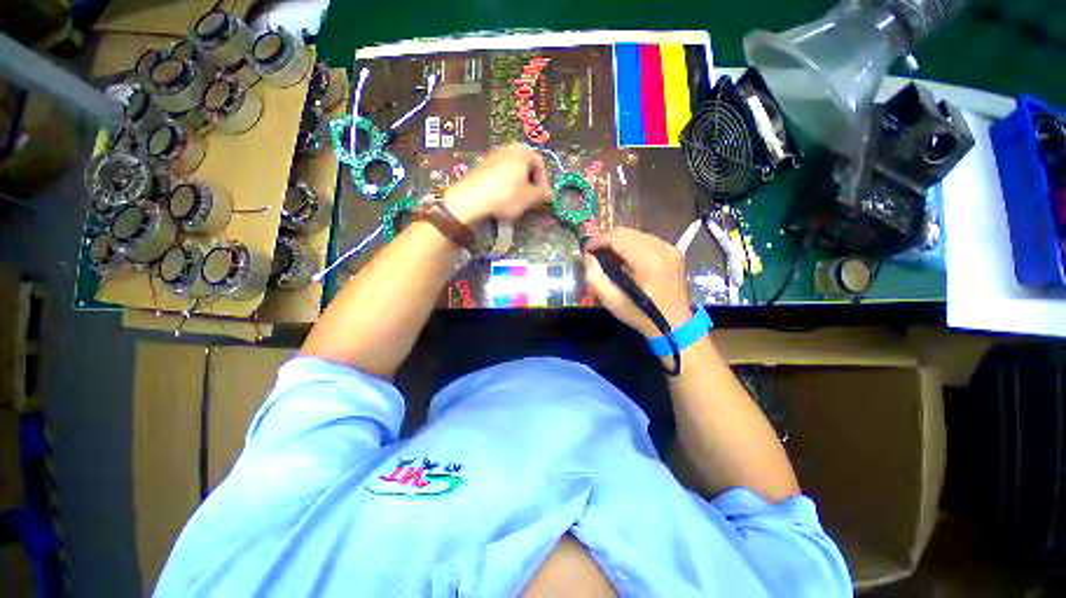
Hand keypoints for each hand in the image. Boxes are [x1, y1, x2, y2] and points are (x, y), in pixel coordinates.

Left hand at [443, 144, 550, 225]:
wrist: (471, 199)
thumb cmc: (506, 195)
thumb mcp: (529, 198)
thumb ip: (542, 195)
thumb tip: (550, 195)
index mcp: (523, 152)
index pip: (540, 163)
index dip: (544, 181)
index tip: (543, 195)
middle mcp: (508, 148)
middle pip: (526, 165)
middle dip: (531, 182)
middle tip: (531, 197)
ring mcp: (493, 155)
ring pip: (512, 169)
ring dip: (518, 183)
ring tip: (517, 200)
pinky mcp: (481, 166)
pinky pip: (500, 173)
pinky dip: (505, 184)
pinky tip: (502, 198)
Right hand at [584, 227, 692, 337]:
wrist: (674, 324)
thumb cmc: (640, 314)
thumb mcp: (611, 300)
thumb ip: (594, 275)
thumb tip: (589, 255)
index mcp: (648, 260)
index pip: (618, 238)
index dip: (598, 240)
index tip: (586, 248)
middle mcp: (662, 248)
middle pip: (627, 232)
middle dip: (607, 238)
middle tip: (594, 250)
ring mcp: (670, 248)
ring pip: (637, 233)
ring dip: (619, 241)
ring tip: (607, 254)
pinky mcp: (673, 251)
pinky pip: (647, 239)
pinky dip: (632, 244)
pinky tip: (624, 256)